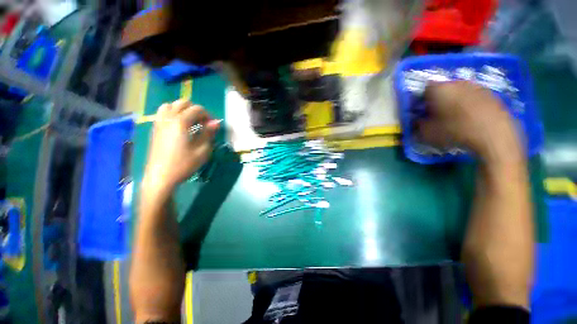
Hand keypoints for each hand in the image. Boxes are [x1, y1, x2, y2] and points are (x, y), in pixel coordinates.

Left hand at [143, 99, 219, 194]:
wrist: (161, 176)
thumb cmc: (184, 164)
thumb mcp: (202, 150)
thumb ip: (209, 133)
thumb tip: (216, 122)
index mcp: (180, 122)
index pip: (197, 109)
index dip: (208, 115)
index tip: (213, 126)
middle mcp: (168, 118)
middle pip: (183, 103)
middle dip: (196, 110)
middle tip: (203, 123)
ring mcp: (159, 123)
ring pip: (170, 105)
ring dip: (183, 110)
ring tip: (190, 122)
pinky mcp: (155, 129)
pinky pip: (162, 113)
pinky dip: (172, 113)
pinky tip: (178, 126)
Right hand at [417, 81, 522, 163]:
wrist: (494, 136)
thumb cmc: (455, 131)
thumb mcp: (427, 132)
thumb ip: (417, 124)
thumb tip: (416, 121)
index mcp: (439, 89)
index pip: (424, 89)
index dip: (421, 100)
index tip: (421, 111)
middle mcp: (457, 82)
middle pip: (442, 88)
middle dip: (438, 99)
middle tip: (436, 114)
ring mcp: (476, 86)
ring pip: (459, 92)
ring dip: (454, 101)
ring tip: (454, 117)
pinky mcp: (491, 94)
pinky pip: (474, 97)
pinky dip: (469, 105)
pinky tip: (470, 118)